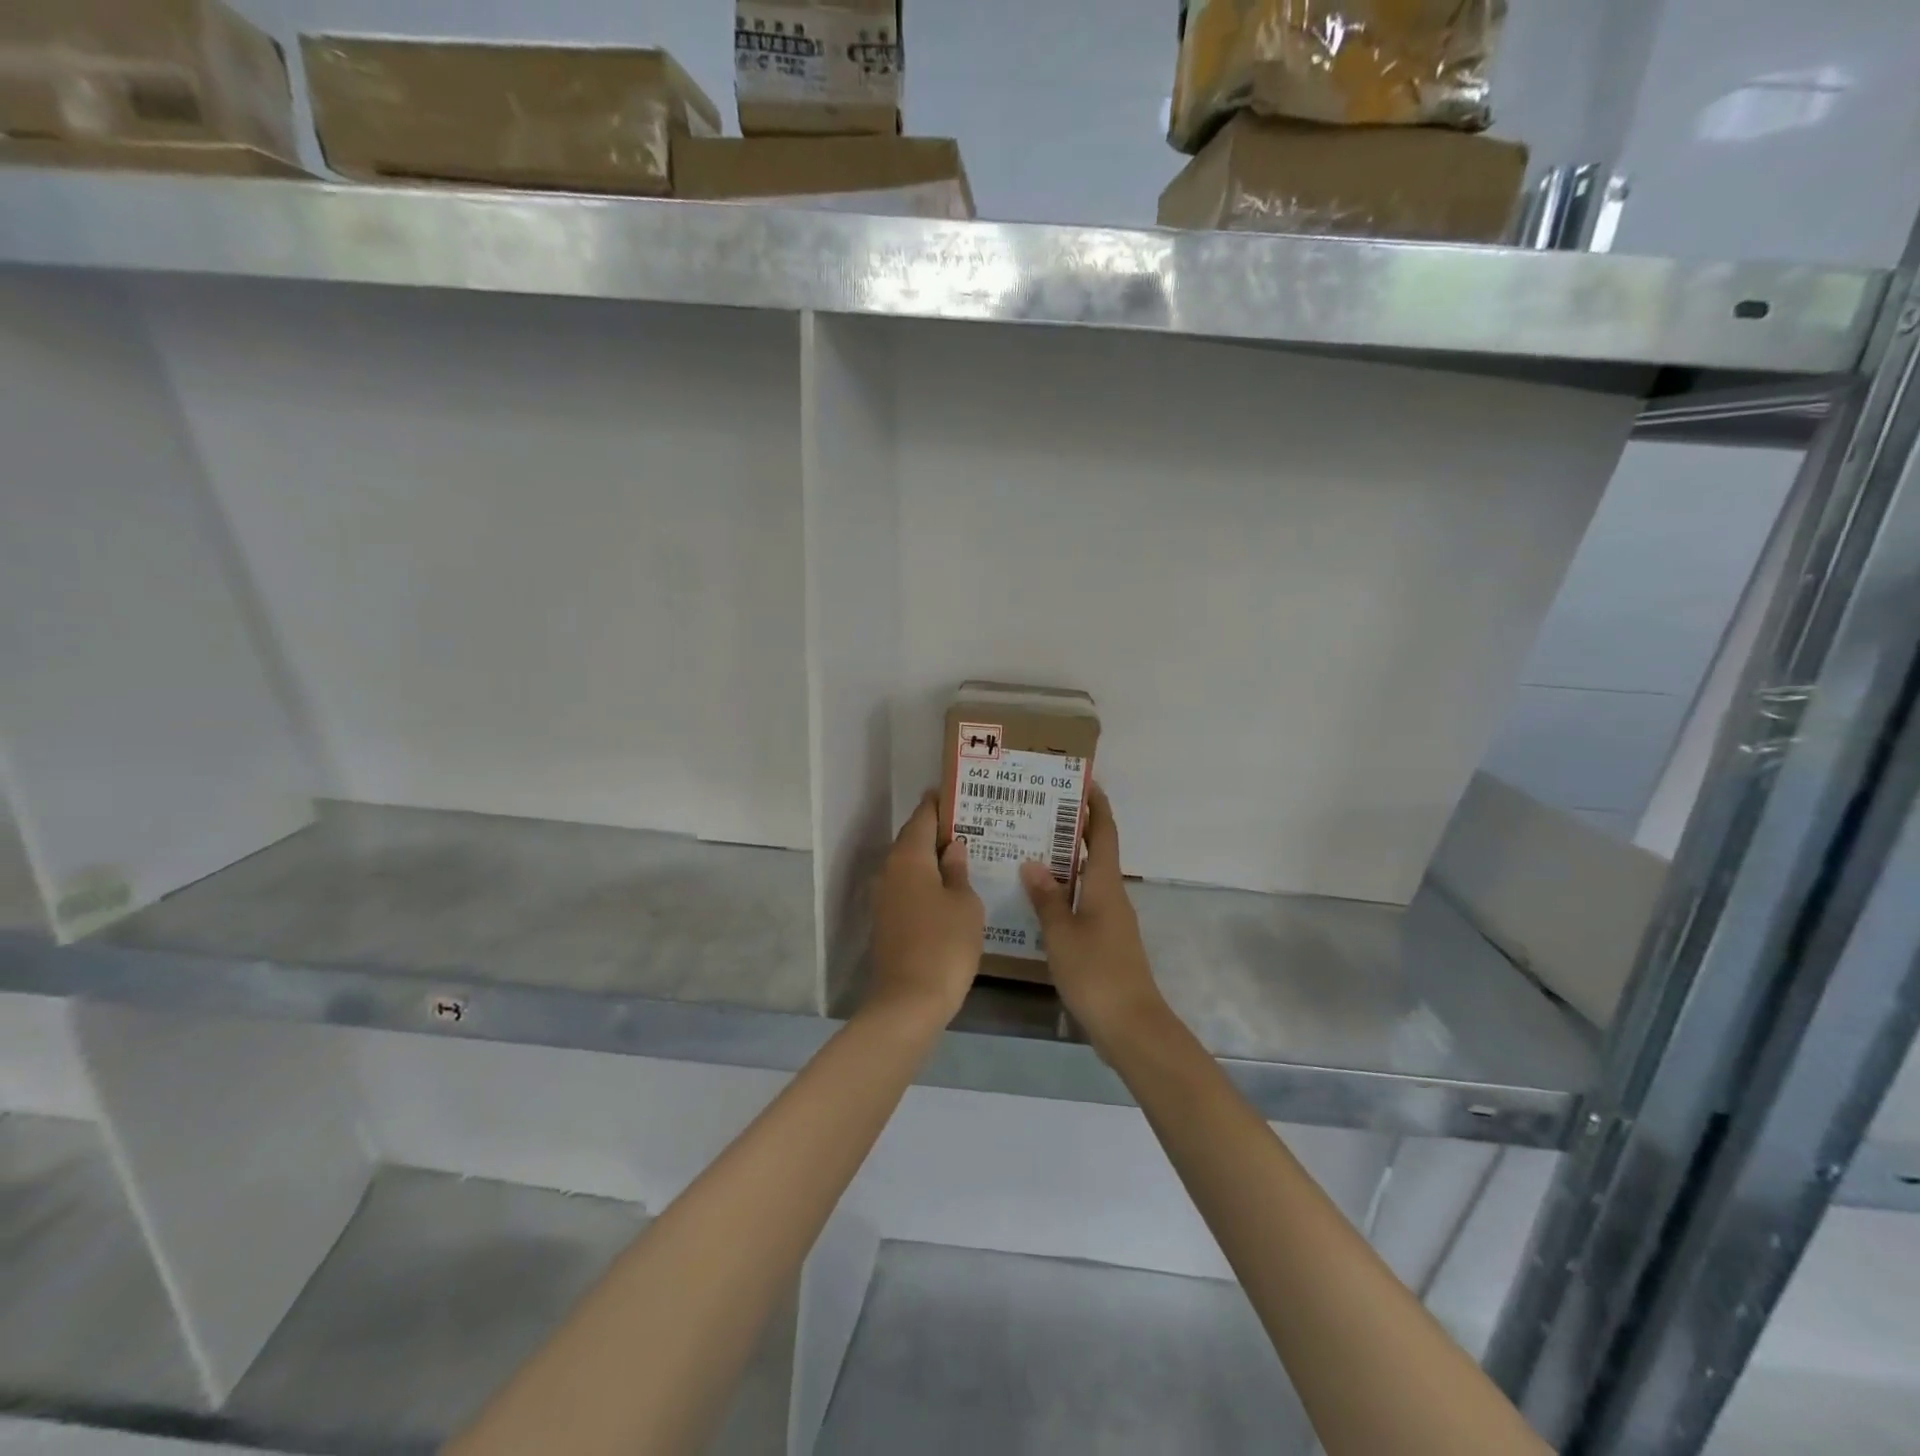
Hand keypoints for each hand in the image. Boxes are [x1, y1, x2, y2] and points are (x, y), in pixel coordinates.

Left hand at [867, 792, 984, 1026]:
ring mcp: (884, 899)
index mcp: (908, 858)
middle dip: (937, 831)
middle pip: (912, 840)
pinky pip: (908, 889)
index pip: (922, 818)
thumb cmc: (944, 945)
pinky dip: (927, 882)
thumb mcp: (965, 904)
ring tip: (964, 855)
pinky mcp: (886, 922)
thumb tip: (952, 848)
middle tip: (969, 824)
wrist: (909, 1002)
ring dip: (932, 859)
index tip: (955, 793)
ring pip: (910, 867)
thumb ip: (958, 871)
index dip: (937, 804)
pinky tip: (949, 889)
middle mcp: (890, 871)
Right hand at [1021, 784, 1171, 1050]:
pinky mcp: (1106, 942)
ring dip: (1066, 862)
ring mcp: (1111, 920)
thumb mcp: (1062, 933)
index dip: (1097, 807)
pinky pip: (1084, 903)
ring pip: (1088, 879)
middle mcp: (1112, 896)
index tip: (1084, 783)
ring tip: (1031, 851)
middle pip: (1096, 853)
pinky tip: (1040, 900)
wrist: (1131, 1025)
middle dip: (1075, 830)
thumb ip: (1046, 898)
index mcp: (1104, 885)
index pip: (1104, 834)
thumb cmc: (1096, 972)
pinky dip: (1065, 892)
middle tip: (1040, 814)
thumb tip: (1033, 863)